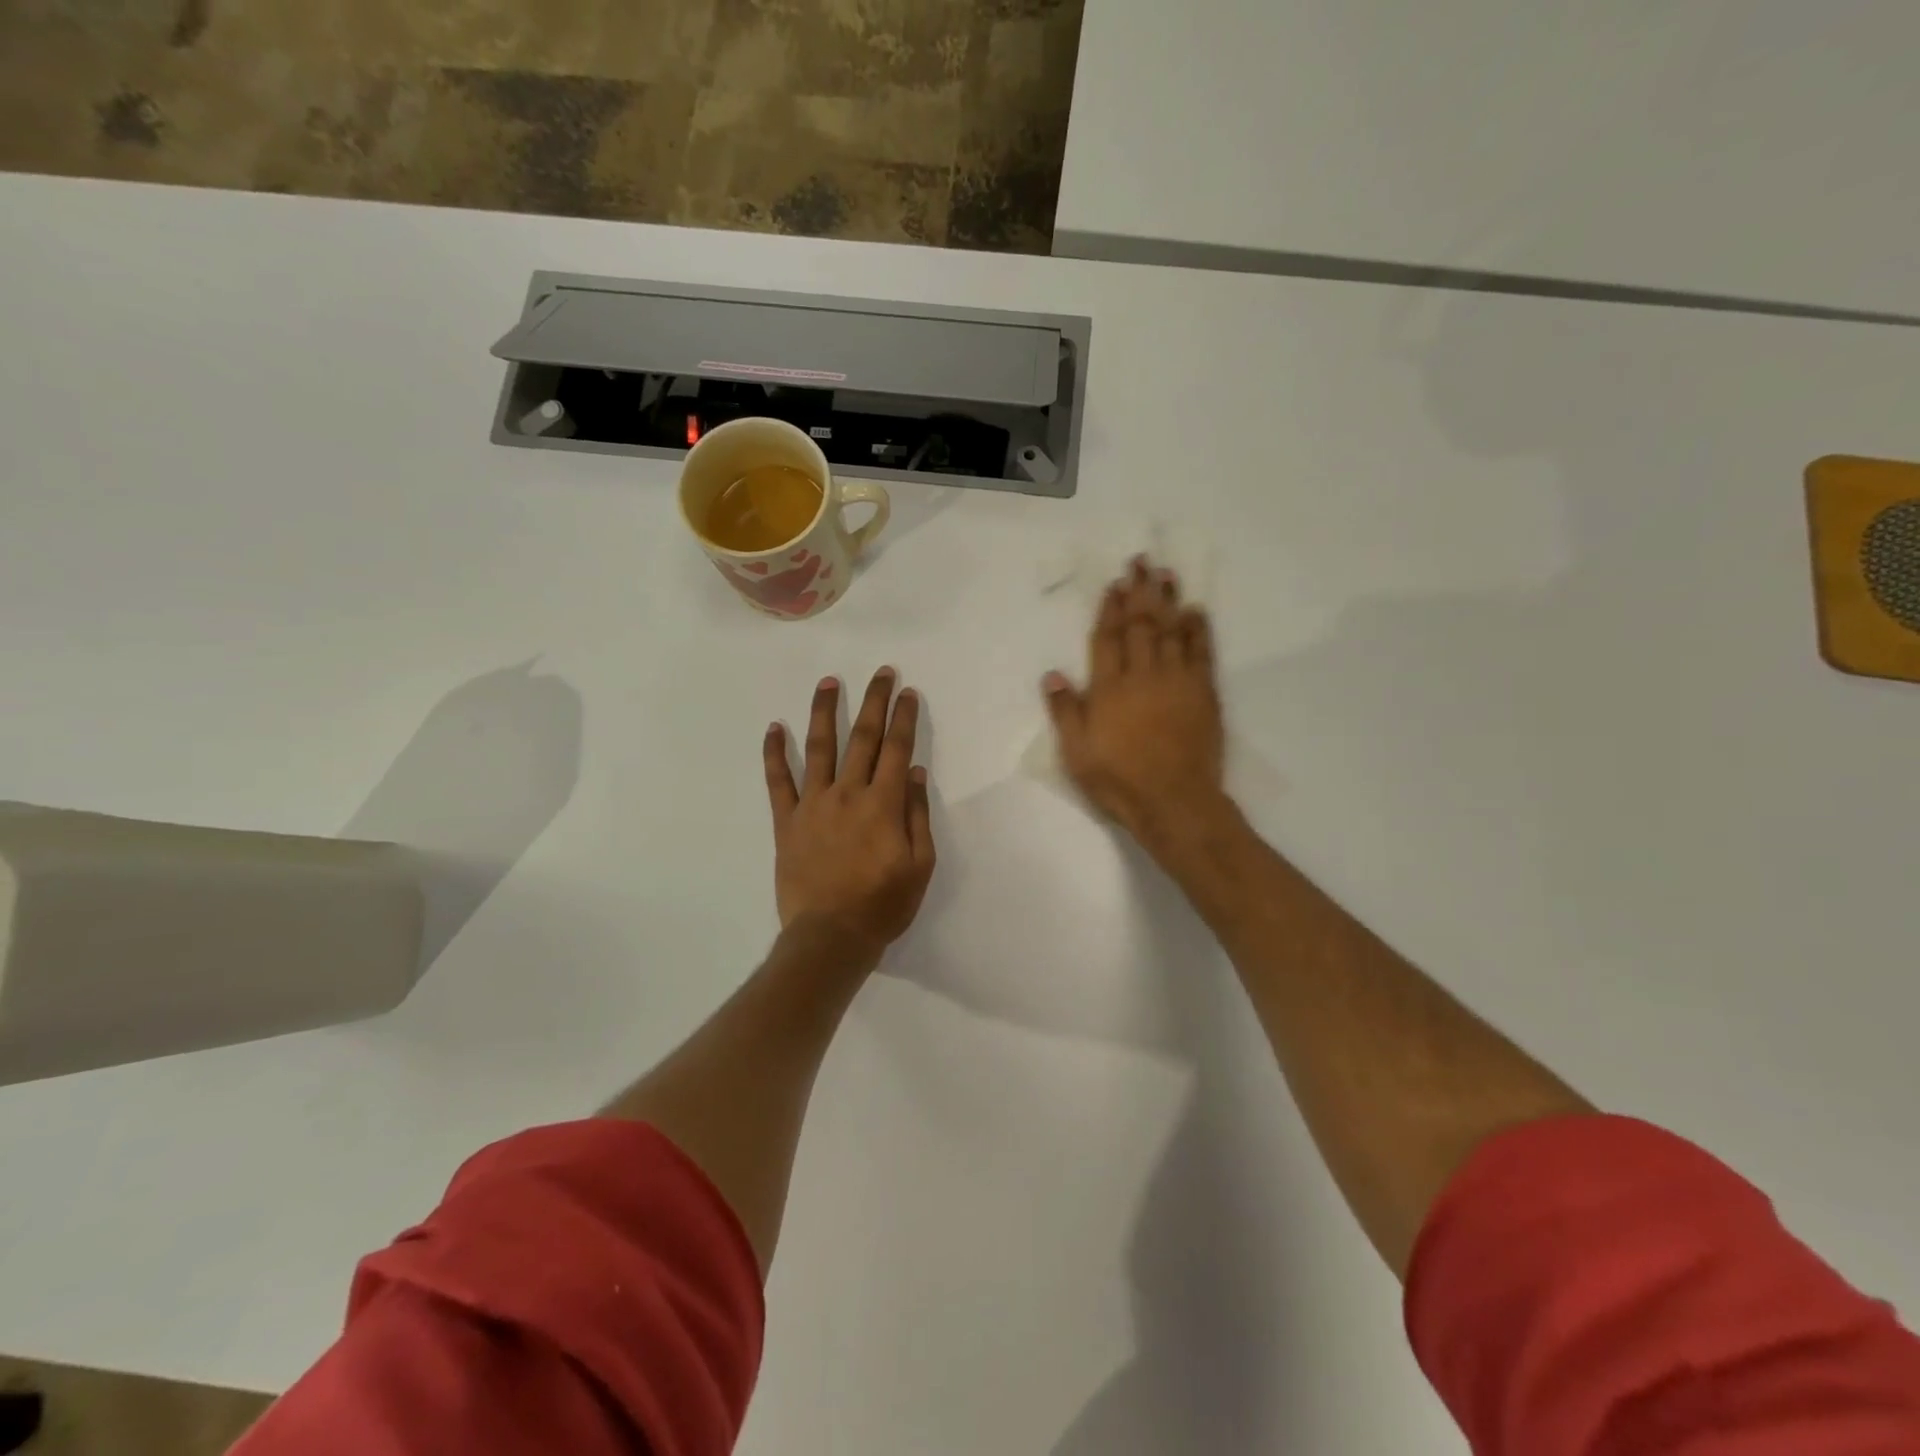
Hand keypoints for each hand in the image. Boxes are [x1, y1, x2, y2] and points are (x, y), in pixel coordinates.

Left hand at [764, 668, 936, 956]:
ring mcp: (813, 805)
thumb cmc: (883, 904)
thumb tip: (912, 770)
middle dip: (873, 702)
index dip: (903, 717)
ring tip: (828, 683)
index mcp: (882, 804)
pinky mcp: (787, 821)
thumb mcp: (919, 864)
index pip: (895, 748)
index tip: (907, 691)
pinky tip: (773, 728)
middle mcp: (847, 793)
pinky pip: (778, 782)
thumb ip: (916, 814)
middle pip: (862, 738)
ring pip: (819, 749)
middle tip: (880, 672)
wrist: (831, 936)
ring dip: (824, 712)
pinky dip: (774, 754)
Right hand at [1044, 558, 1230, 855]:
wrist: (1174, 802)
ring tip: (1167, 574)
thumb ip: (1065, 711)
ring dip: (1168, 601)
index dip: (1110, 608)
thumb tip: (1052, 674)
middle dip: (1140, 592)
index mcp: (1109, 688)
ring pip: (1171, 630)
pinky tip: (1196, 612)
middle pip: (1140, 625)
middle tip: (1143, 562)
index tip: (1115, 584)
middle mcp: (1142, 675)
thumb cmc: (1118, 780)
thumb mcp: (1077, 752)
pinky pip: (1201, 652)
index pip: (1108, 638)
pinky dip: (1198, 629)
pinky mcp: (1203, 694)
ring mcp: (1176, 681)